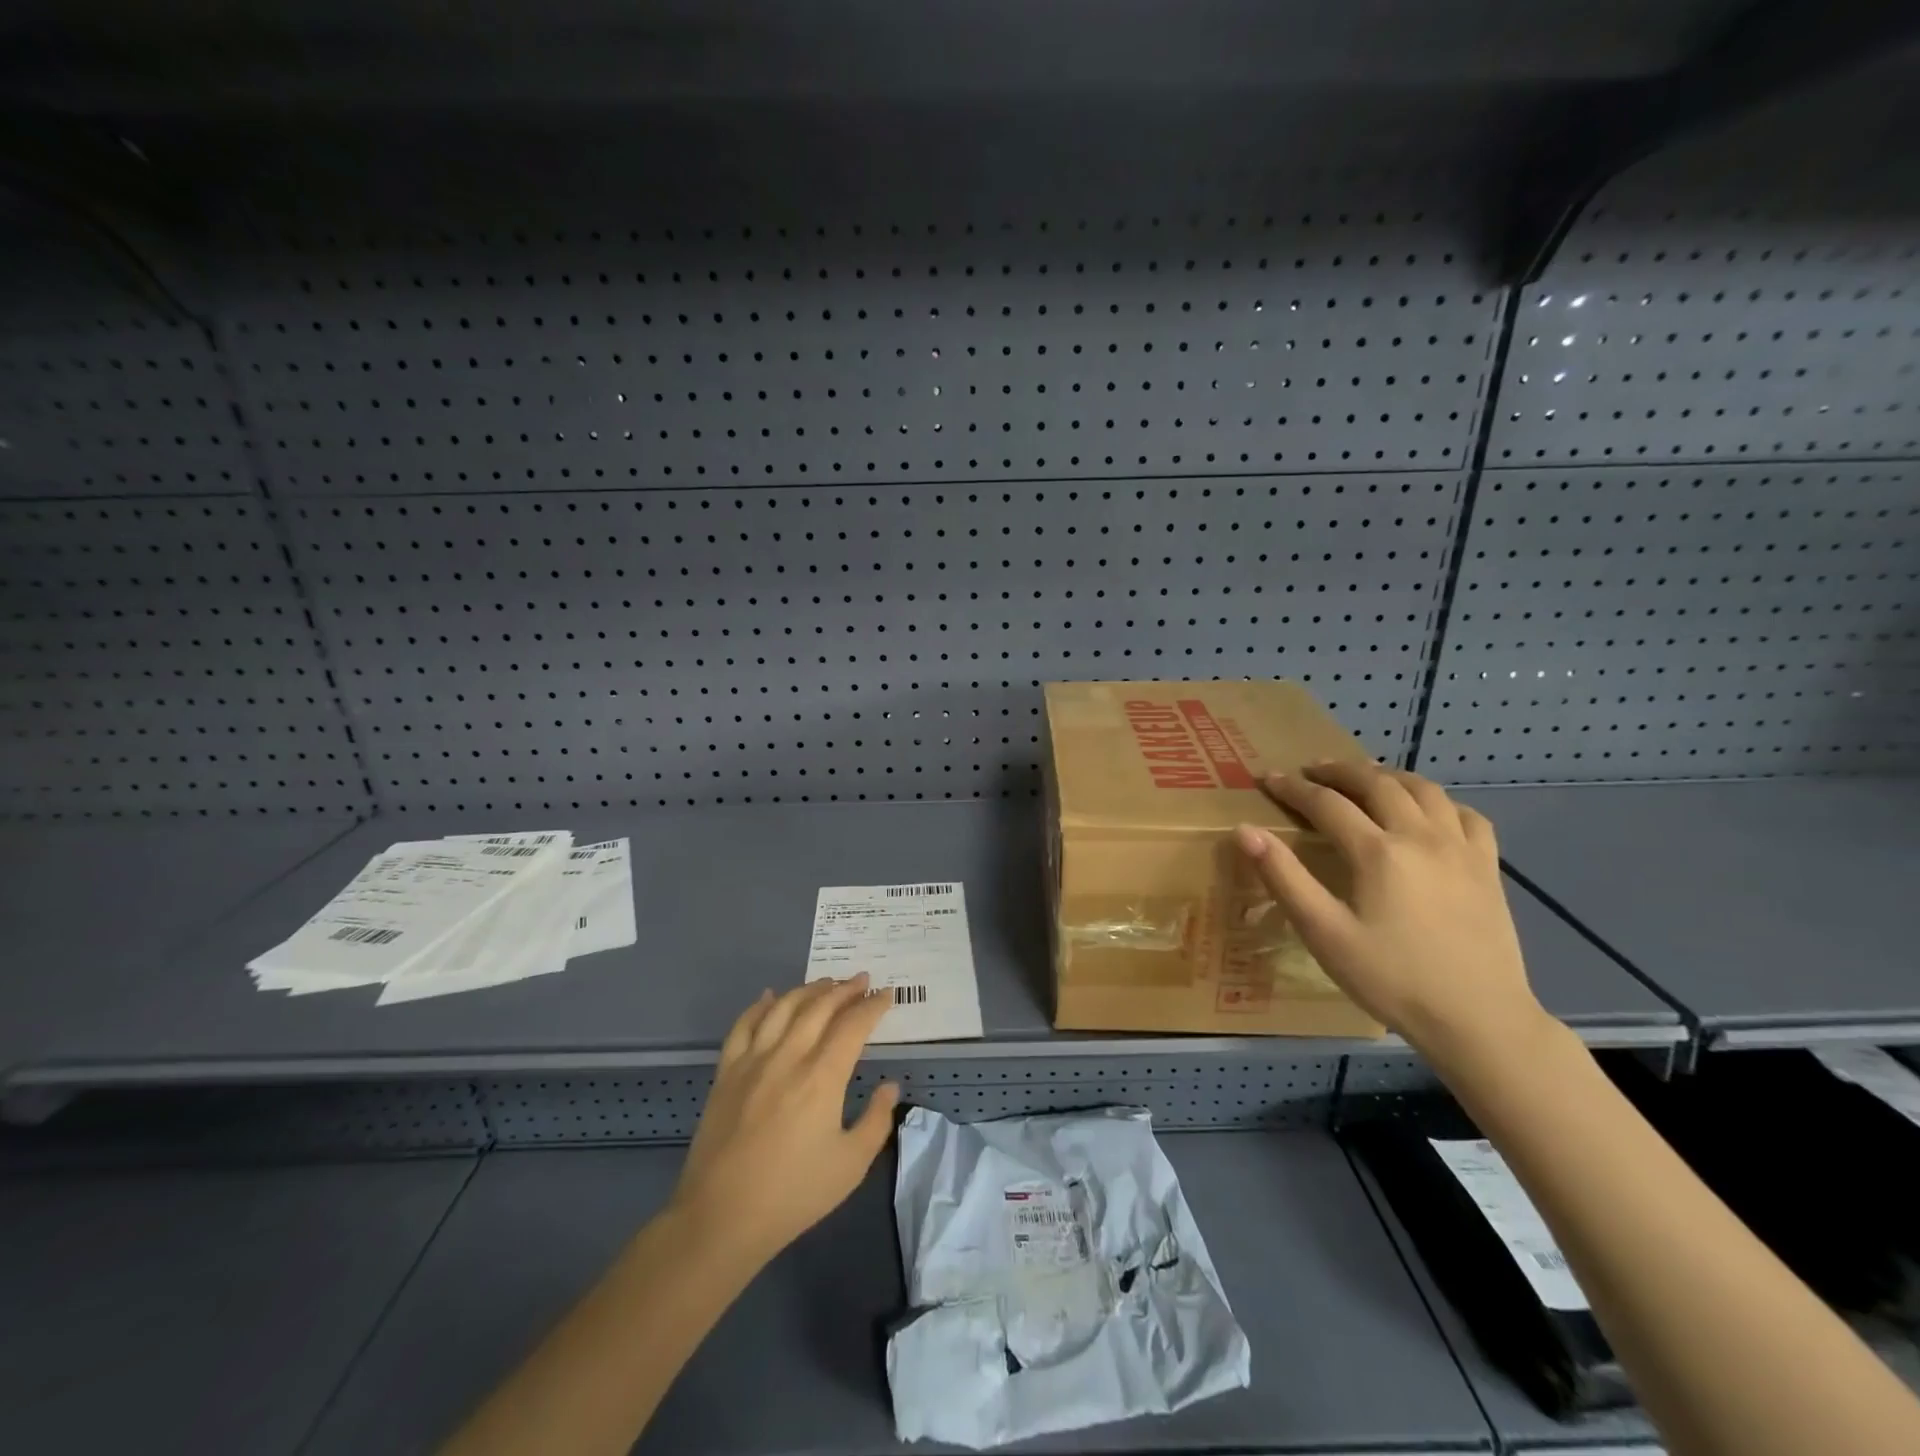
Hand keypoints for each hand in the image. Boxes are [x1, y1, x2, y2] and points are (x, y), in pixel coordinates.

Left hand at [670, 975, 900, 1261]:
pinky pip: (744, 1025)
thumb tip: (890, 1086)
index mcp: (822, 1077)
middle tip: (862, 979)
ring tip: (826, 982)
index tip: (886, 995)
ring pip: (783, 1007)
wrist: (721, 1219)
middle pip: (819, 1007)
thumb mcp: (850, 1165)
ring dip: (809, 989)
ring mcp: (753, 1060)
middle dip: (845, 989)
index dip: (873, 1006)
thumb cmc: (793, 1195)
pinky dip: (760, 1005)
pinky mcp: (726, 1072)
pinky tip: (770, 996)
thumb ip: (876, 1120)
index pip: (853, 1025)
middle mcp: (788, 1056)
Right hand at [1234, 761, 1550, 1068]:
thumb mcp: (1324, 933)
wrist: (1479, 1020)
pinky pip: (1467, 815)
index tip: (1268, 778)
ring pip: (1424, 789)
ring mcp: (1461, 849)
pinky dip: (1439, 802)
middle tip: (1311, 770)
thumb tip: (1245, 831)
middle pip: (1376, 783)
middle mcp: (1421, 836)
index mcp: (1377, 852)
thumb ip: (1283, 877)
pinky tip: (1428, 812)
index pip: (1326, 803)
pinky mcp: (1488, 867)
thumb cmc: (1391, 979)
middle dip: (1338, 771)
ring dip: (1387, 776)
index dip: (1293, 788)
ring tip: (1364, 778)